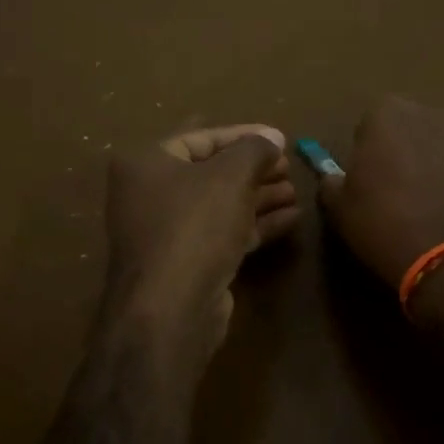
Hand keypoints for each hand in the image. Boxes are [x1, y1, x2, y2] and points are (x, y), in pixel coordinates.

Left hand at [105, 124, 298, 361]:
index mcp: (147, 163)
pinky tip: (291, 218)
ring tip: (297, 191)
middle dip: (254, 169)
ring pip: (220, 205)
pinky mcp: (187, 263)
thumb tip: (274, 137)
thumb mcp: (231, 176)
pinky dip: (255, 224)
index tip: (280, 139)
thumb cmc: (195, 225)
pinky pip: (224, 233)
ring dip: (259, 197)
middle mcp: (150, 194)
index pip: (200, 138)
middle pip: (211, 173)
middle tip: (290, 167)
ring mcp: (167, 232)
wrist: (171, 308)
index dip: (243, 135)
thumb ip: (255, 150)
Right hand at [318, 97, 443, 288]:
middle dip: (409, 147)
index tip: (372, 181)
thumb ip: (332, 182)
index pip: (370, 126)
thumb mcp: (341, 210)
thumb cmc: (386, 228)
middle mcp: (429, 108)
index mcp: (384, 113)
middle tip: (407, 188)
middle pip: (413, 124)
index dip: (370, 154)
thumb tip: (334, 176)